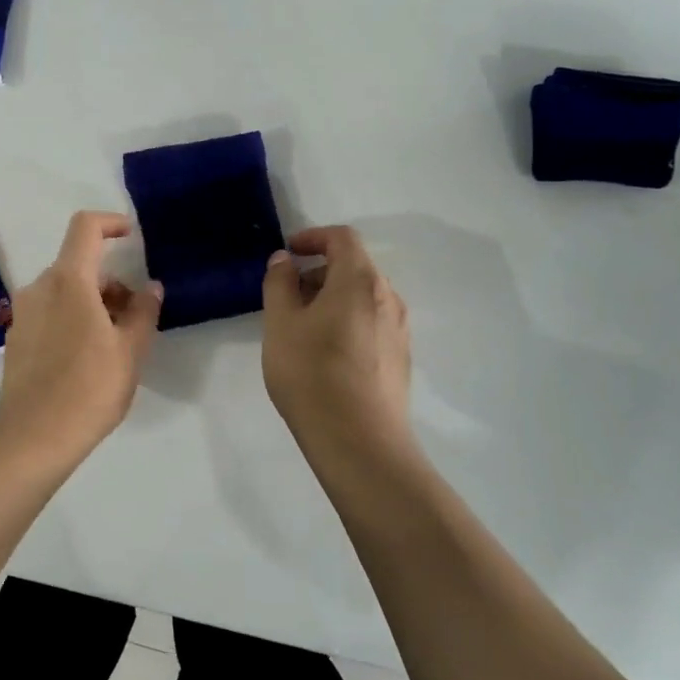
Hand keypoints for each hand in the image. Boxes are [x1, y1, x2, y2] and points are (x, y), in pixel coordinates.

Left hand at [0, 211, 162, 473]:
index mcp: (68, 281)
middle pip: (78, 264)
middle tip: (134, 315)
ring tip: (115, 342)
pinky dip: (72, 318)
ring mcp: (23, 314)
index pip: (85, 227)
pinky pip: (49, 312)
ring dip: (92, 302)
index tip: (132, 237)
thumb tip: (149, 287)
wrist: (32, 437)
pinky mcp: (16, 338)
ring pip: (64, 290)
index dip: (111, 223)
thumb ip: (143, 311)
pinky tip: (87, 357)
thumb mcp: (130, 350)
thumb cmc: (89, 388)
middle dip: (110, 281)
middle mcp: (39, 288)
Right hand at [261, 226, 413, 461]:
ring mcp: (399, 329)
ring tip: (302, 328)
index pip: (342, 238)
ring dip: (332, 298)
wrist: (360, 442)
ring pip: (364, 297)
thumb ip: (279, 284)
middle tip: (287, 296)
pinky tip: (326, 354)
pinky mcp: (400, 358)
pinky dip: (347, 321)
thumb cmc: (312, 374)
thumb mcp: (281, 324)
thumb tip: (285, 260)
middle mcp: (388, 297)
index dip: (314, 237)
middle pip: (354, 267)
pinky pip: (372, 323)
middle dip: (319, 272)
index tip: (289, 253)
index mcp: (360, 280)